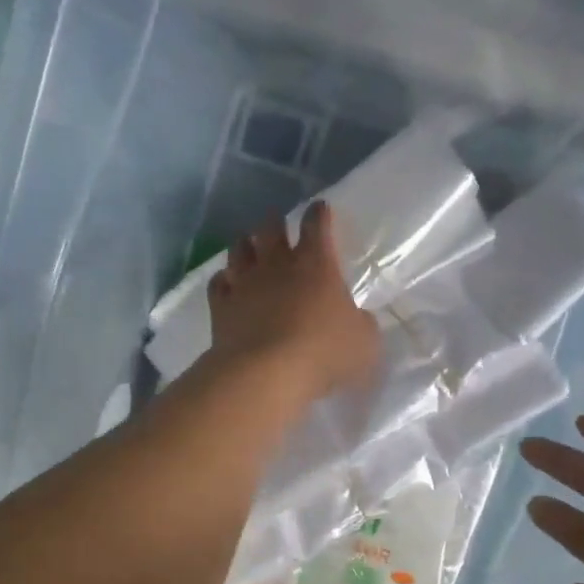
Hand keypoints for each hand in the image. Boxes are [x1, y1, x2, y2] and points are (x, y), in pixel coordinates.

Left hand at [206, 201, 380, 401]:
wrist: (266, 374)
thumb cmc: (324, 353)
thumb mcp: (365, 342)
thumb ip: (362, 325)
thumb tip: (357, 320)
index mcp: (316, 264)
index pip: (317, 224)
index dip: (320, 214)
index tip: (321, 209)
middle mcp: (277, 265)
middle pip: (270, 228)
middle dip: (275, 222)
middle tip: (277, 224)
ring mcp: (244, 284)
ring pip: (239, 249)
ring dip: (246, 245)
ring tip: (249, 248)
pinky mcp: (221, 307)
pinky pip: (218, 284)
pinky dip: (223, 281)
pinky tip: (227, 285)